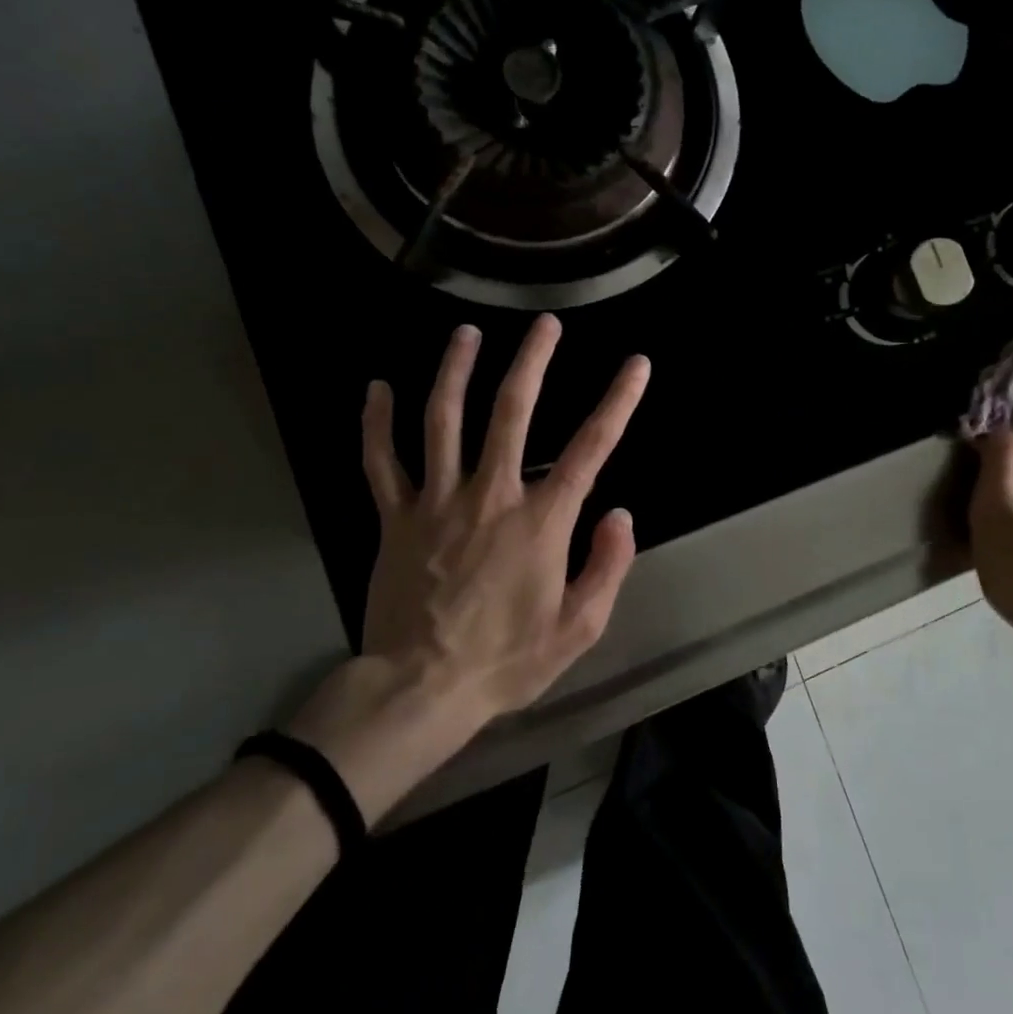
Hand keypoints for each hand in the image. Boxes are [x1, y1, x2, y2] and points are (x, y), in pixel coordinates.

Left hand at [287, 314, 648, 819]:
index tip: (636, 365)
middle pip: (511, 412)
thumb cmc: (506, 661)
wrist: (419, 690)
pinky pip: (381, 461)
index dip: (618, 402)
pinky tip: (377, 388)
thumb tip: (622, 513)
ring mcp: (436, 502)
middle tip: (545, 323)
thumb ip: (607, 566)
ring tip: (465, 334)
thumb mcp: (578, 628)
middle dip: (533, 362)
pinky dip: (376, 423)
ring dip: (455, 371)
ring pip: (443, 421)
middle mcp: (490, 496)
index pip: (590, 449)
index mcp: (540, 521)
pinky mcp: (395, 518)